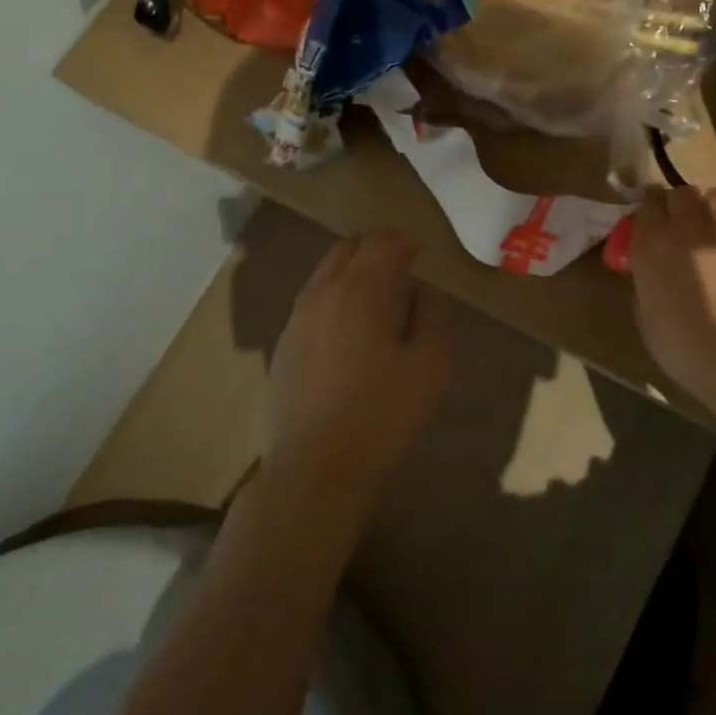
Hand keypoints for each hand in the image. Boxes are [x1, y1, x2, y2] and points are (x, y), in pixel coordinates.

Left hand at [265, 231, 451, 517]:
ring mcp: (296, 319)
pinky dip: (334, 296)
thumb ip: (432, 315)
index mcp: (359, 291)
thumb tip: (422, 290)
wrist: (316, 472)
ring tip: (378, 299)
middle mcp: (321, 293)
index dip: (403, 242)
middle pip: (347, 248)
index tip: (421, 254)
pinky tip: (350, 330)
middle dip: (375, 249)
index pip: (381, 242)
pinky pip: (312, 300)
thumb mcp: (430, 365)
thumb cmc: (383, 417)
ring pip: (324, 272)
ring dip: (352, 271)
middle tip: (402, 269)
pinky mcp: (283, 346)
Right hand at [628, 186, 715, 454]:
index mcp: (651, 244)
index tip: (655, 227)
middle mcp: (687, 223)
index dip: (652, 213)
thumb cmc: (689, 346)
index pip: (646, 204)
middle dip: (684, 207)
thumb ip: (649, 283)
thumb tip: (656, 274)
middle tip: (689, 232)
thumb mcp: (648, 318)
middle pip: (682, 193)